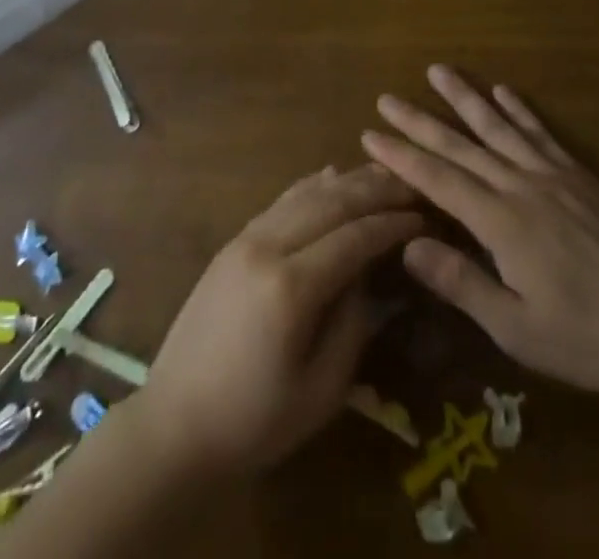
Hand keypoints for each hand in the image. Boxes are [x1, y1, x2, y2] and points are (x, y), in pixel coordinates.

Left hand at [132, 164, 421, 478]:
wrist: (174, 425)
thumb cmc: (254, 422)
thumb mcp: (321, 391)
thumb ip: (353, 325)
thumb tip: (372, 275)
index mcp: (291, 287)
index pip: (354, 237)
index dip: (392, 224)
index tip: (424, 217)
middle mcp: (267, 247)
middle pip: (331, 202)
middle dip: (375, 190)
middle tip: (411, 185)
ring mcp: (245, 239)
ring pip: (304, 194)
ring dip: (346, 181)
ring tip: (381, 174)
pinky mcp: (233, 242)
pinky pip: (281, 202)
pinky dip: (311, 186)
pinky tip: (330, 177)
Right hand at [362, 66, 598, 433]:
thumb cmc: (583, 337)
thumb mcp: (515, 329)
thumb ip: (460, 283)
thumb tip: (407, 245)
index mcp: (500, 223)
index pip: (438, 180)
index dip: (402, 156)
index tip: (370, 134)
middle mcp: (520, 187)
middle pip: (461, 145)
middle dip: (420, 121)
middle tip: (388, 97)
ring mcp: (552, 176)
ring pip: (498, 127)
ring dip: (465, 97)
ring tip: (438, 70)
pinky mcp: (579, 176)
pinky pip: (541, 133)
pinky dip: (519, 109)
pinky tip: (503, 90)